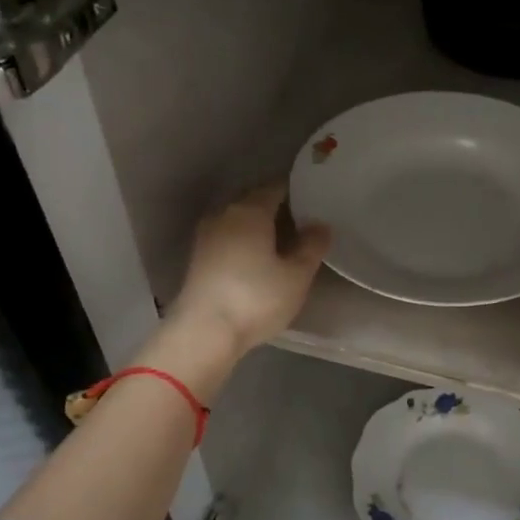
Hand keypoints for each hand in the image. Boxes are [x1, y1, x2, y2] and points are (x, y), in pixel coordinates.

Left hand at [167, 182, 330, 359]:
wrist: (204, 332)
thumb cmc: (255, 298)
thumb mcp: (296, 275)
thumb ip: (312, 246)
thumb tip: (320, 224)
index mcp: (250, 210)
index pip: (277, 187)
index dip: (298, 191)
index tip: (316, 201)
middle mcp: (224, 214)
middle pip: (255, 201)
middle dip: (279, 208)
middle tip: (305, 224)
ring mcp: (207, 236)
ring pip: (240, 220)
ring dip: (261, 227)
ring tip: (285, 243)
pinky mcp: (199, 258)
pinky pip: (229, 238)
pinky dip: (246, 242)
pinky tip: (260, 260)